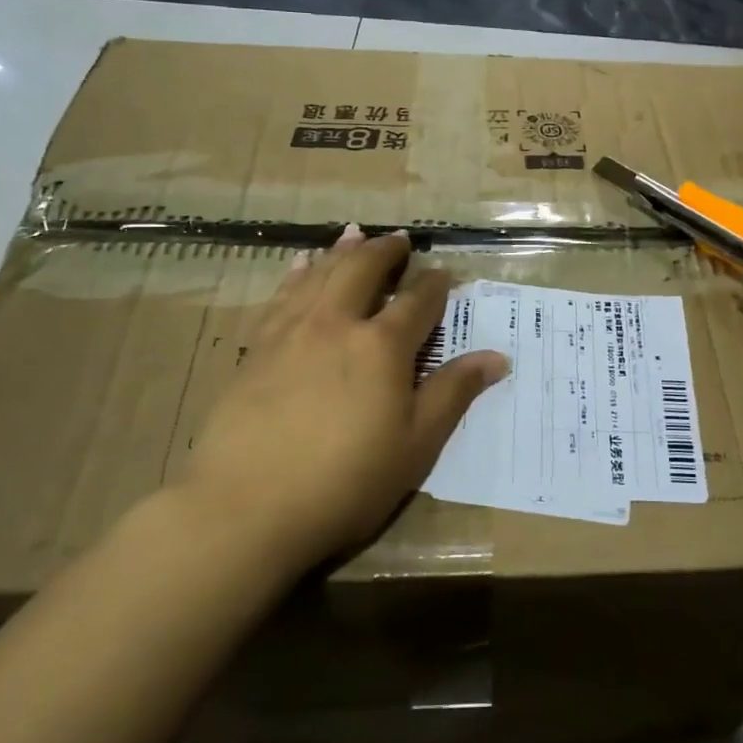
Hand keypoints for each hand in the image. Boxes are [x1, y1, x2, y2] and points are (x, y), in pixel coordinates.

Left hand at [178, 225, 509, 571]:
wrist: (245, 507)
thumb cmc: (346, 483)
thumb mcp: (416, 445)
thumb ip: (453, 393)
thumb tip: (497, 357)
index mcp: (382, 346)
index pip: (417, 301)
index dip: (434, 284)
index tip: (444, 272)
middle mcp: (337, 324)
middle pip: (363, 270)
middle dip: (386, 251)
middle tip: (399, 239)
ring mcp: (291, 332)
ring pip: (320, 274)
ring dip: (342, 251)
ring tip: (354, 234)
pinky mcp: (257, 348)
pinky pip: (282, 295)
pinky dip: (297, 273)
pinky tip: (301, 265)